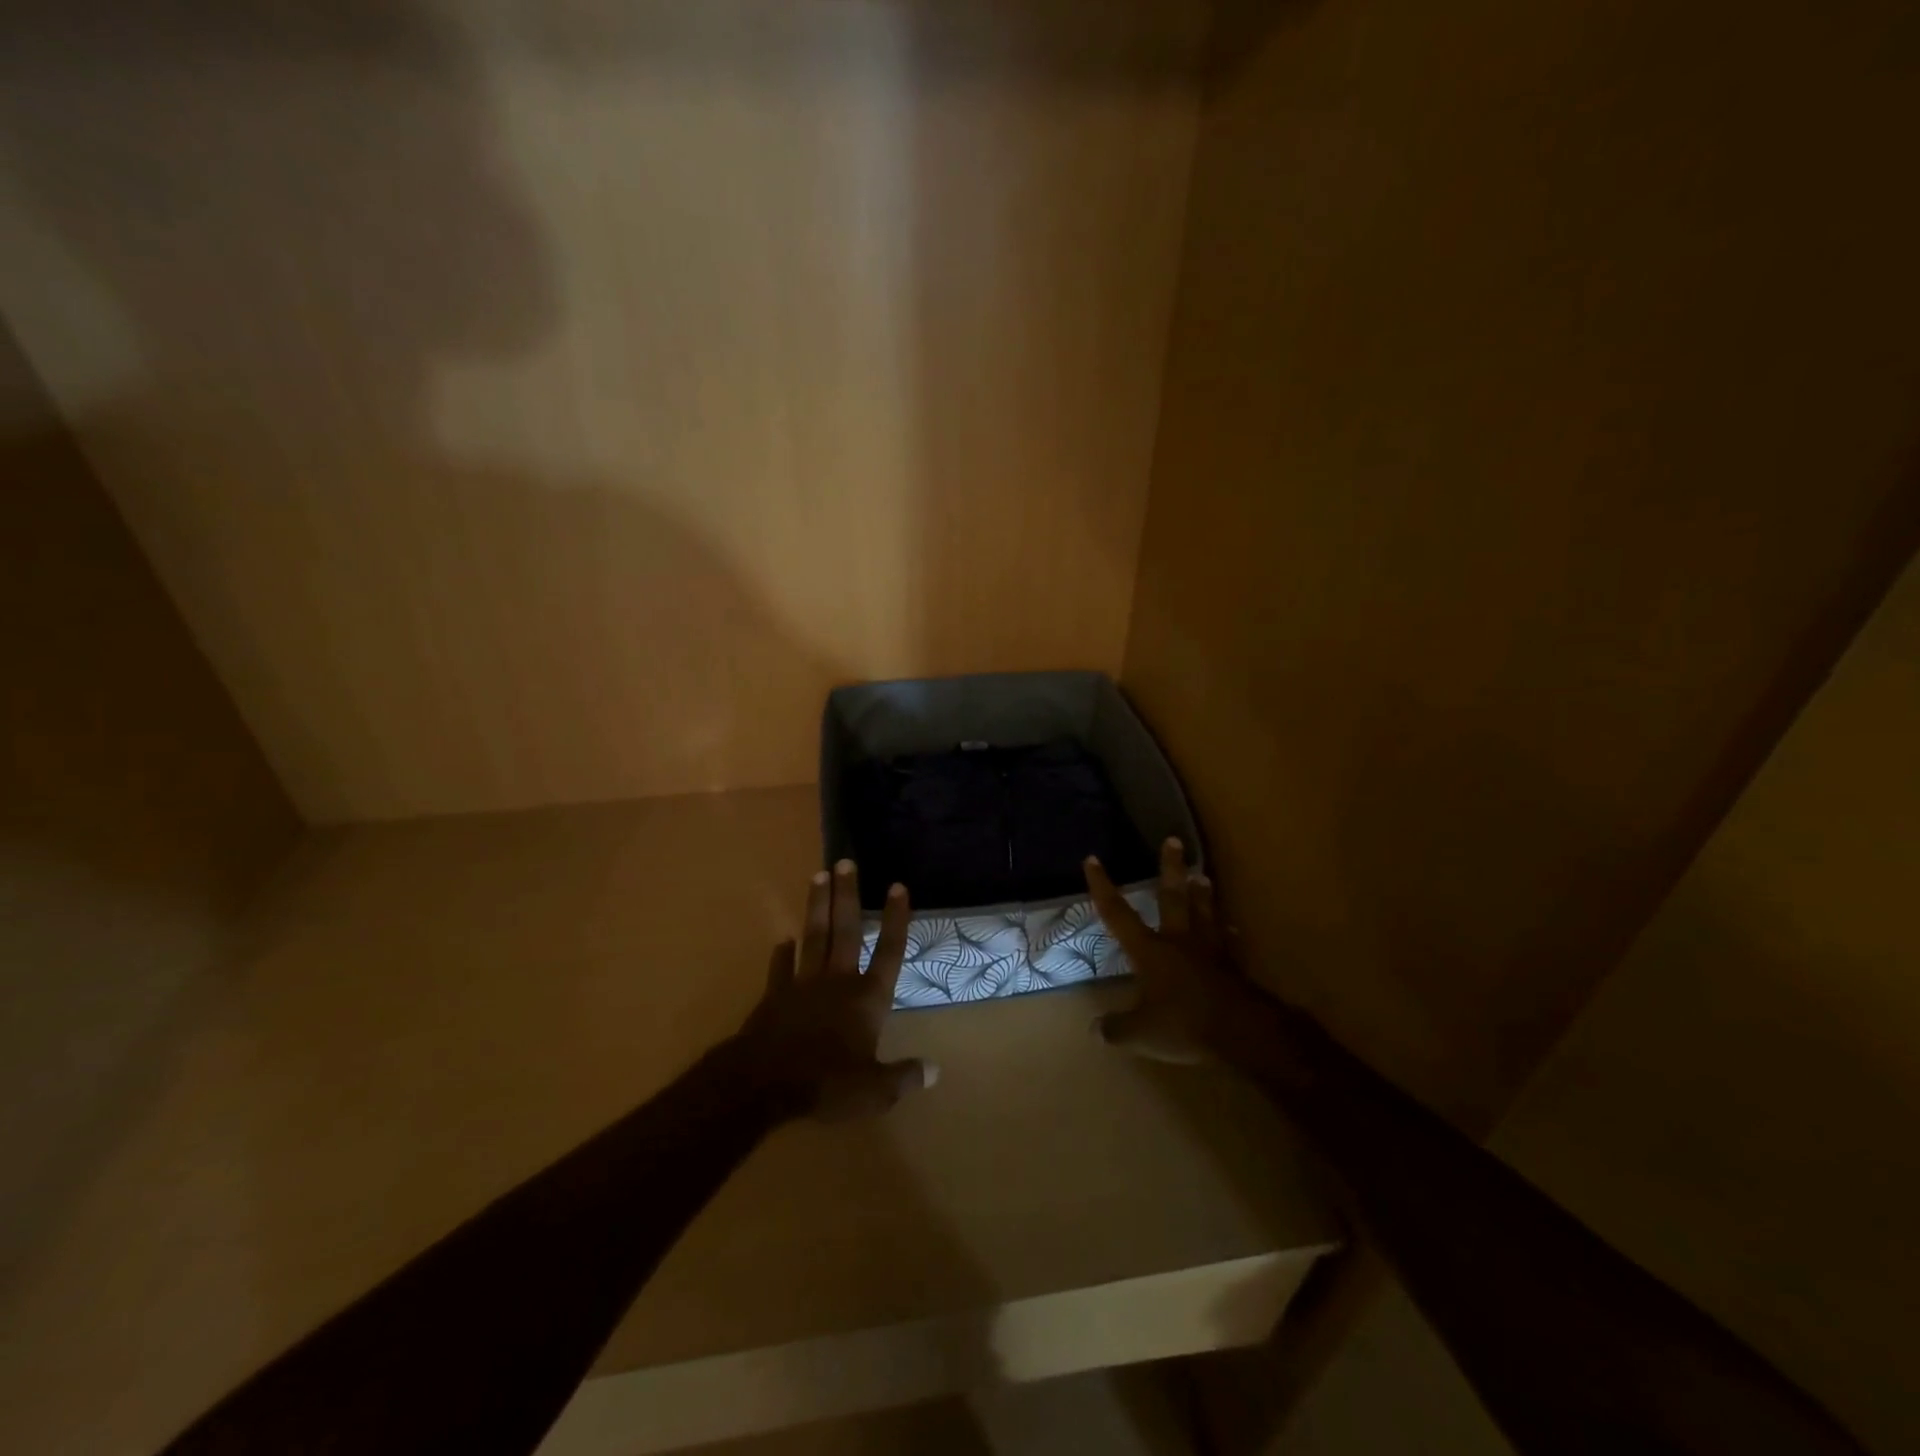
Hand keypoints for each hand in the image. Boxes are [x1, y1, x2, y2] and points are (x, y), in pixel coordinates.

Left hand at [733, 859, 936, 1120]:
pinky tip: (783, 939)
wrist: (765, 1082)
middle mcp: (838, 981)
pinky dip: (782, 953)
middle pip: (846, 930)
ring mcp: (804, 984)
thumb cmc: (827, 1084)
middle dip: (848, 895)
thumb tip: (934, 1071)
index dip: (896, 919)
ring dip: (817, 907)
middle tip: (845, 861)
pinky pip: (781, 968)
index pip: (890, 951)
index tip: (897, 886)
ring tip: (818, 876)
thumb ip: (904, 1077)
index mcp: (868, 998)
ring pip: (814, 937)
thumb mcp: (875, 1091)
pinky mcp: (775, 996)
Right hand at [1084, 837, 1263, 1064]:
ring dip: (1203, 894)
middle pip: (1173, 897)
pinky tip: (1231, 930)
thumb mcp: (1141, 1032)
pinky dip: (1226, 933)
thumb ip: (1117, 1028)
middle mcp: (1178, 941)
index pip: (1118, 913)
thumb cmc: (1184, 1024)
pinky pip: (1227, 942)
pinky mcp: (1233, 967)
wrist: (1242, 1031)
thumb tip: (1095, 1029)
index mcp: (1150, 950)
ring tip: (1203, 875)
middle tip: (1173, 840)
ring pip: (1204, 913)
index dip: (1103, 887)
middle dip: (1170, 869)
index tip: (1093, 859)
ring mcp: (1210, 951)